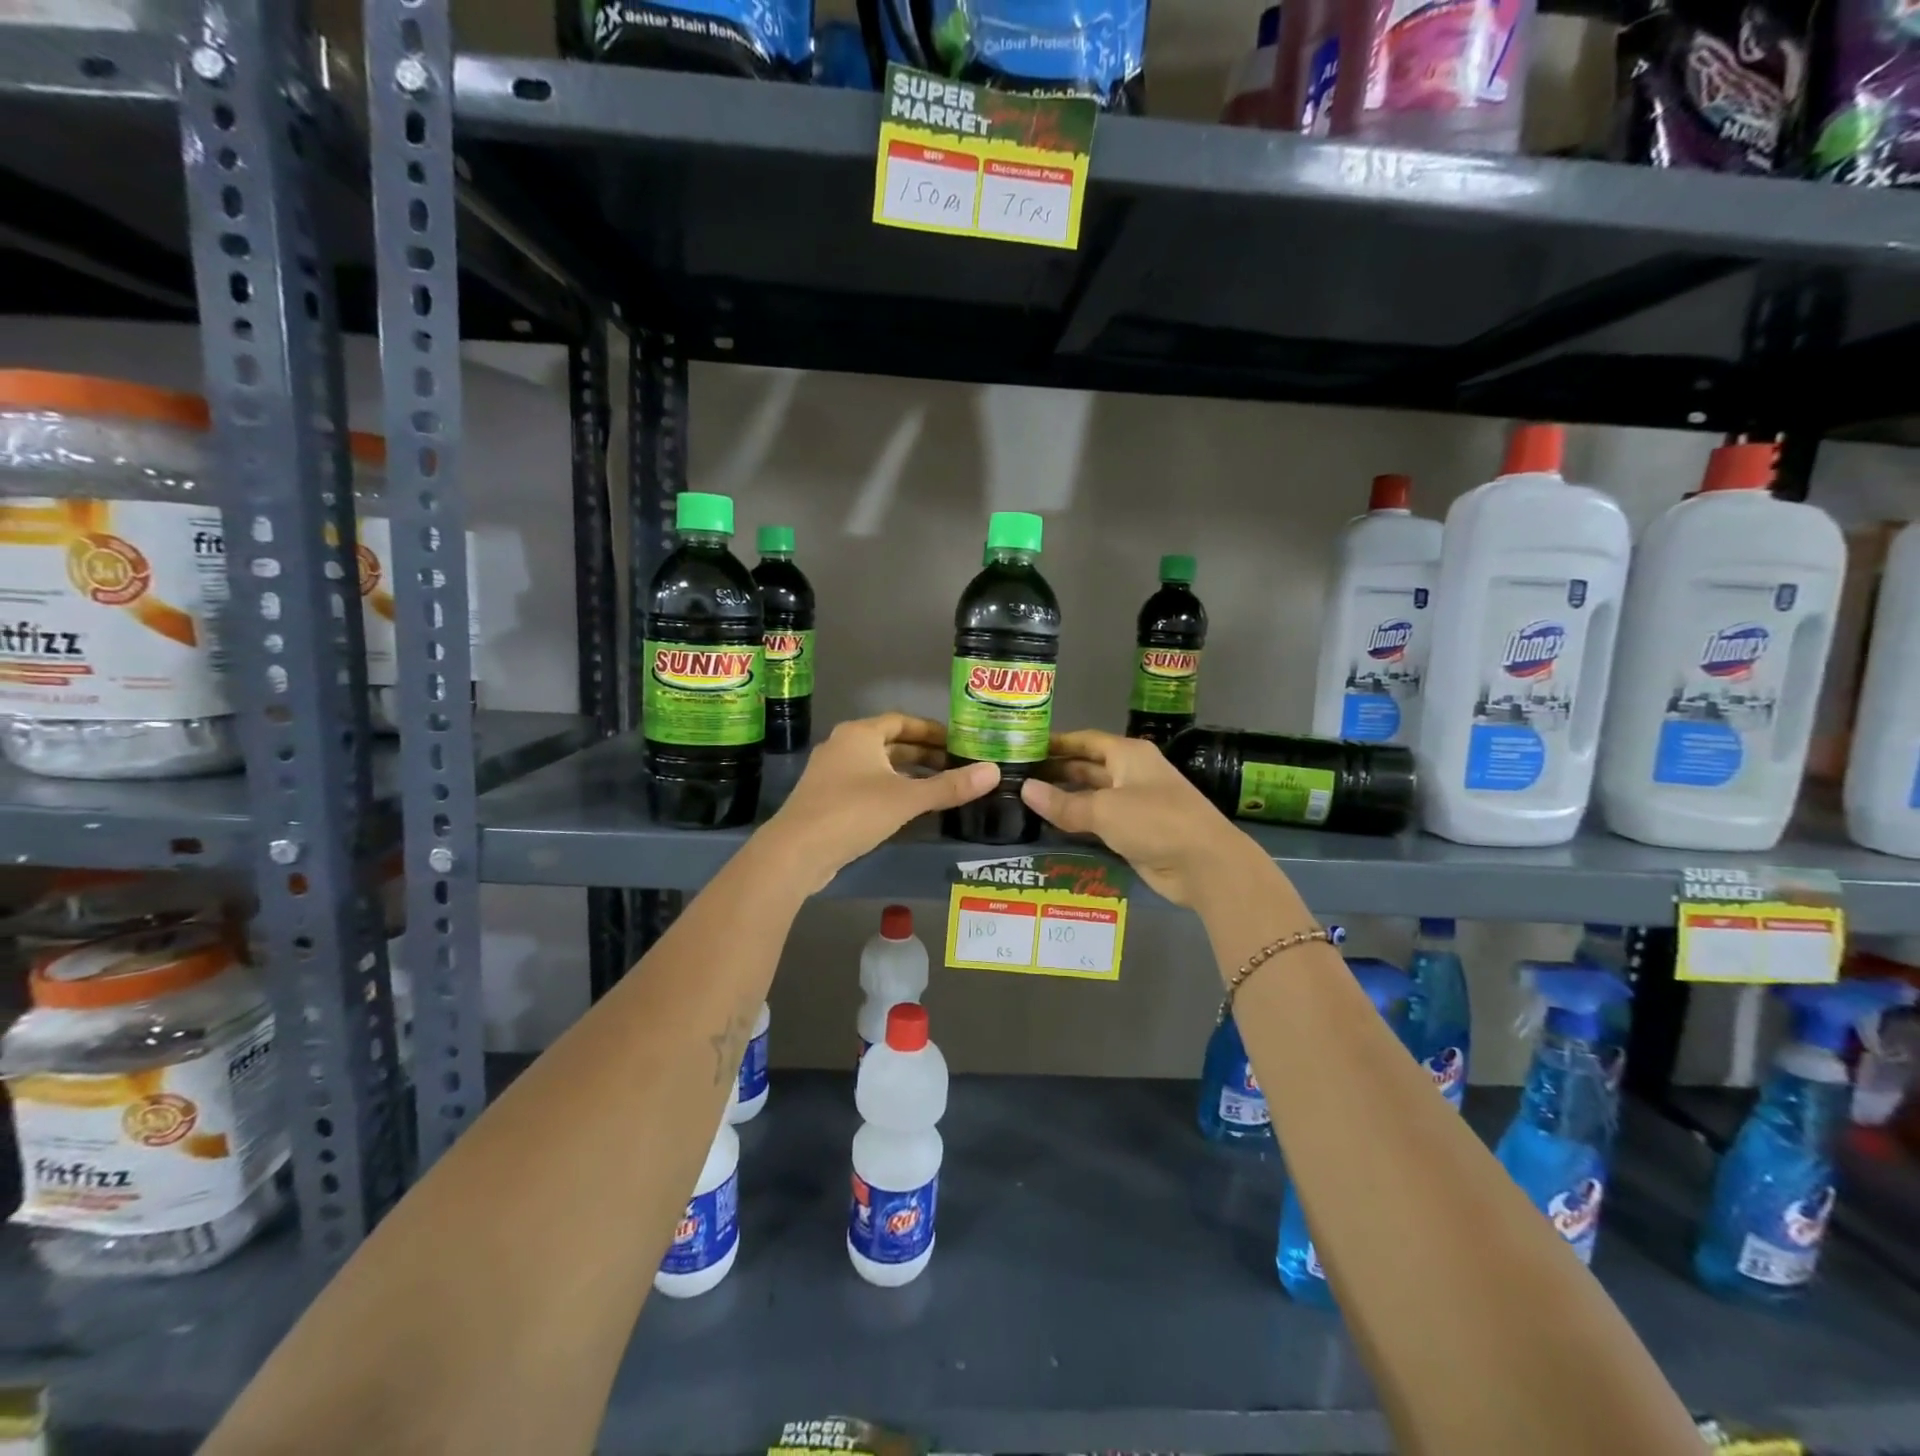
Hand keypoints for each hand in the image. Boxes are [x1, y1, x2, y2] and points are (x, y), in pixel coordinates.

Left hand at [764, 714, 997, 892]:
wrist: (796, 850)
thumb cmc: (853, 812)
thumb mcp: (908, 798)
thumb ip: (949, 786)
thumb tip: (994, 772)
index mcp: (859, 734)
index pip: (901, 721)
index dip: (930, 729)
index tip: (957, 740)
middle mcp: (843, 746)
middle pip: (889, 743)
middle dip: (922, 754)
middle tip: (955, 765)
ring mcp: (830, 774)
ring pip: (877, 766)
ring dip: (907, 773)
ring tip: (939, 786)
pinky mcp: (826, 800)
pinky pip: (866, 785)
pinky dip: (890, 790)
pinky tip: (909, 809)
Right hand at [1020, 729, 1263, 906]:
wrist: (1204, 865)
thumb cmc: (1155, 822)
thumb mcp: (1104, 810)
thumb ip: (1063, 803)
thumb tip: (1024, 789)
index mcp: (1128, 755)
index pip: (1085, 740)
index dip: (1056, 742)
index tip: (1024, 746)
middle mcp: (1131, 773)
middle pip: (1087, 767)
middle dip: (1055, 771)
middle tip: (1016, 777)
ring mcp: (1134, 804)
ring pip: (1091, 796)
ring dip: (1064, 799)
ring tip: (1024, 801)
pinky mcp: (1135, 832)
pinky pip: (1098, 821)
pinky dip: (1077, 822)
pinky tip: (1050, 826)